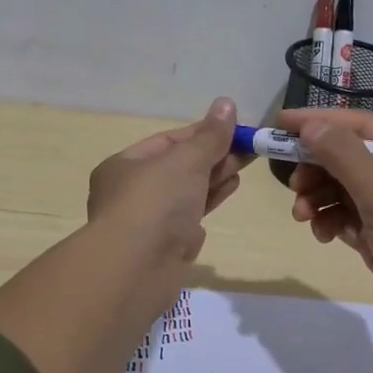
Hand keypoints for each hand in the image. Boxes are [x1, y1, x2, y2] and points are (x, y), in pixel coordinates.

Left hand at [87, 97, 242, 268]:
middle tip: (248, 146)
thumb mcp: (186, 160)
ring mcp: (149, 221)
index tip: (234, 128)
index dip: (202, 133)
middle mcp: (131, 191)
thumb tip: (226, 103)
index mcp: (124, 165)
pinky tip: (230, 188)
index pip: (167, 141)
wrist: (137, 269)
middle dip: (213, 155)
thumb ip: (210, 136)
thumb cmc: (155, 203)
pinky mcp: (166, 246)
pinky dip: (210, 200)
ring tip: (245, 163)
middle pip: (178, 166)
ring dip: (215, 176)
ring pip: (187, 191)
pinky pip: (191, 215)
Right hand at [278, 109, 372, 356]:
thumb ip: (346, 158)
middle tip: (292, 184)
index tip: (281, 124)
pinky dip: (331, 222)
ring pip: (345, 191)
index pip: (362, 127)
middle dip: (317, 168)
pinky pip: (348, 219)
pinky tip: (323, 235)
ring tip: (302, 216)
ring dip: (319, 198)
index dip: (321, 122)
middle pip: (350, 159)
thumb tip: (311, 126)